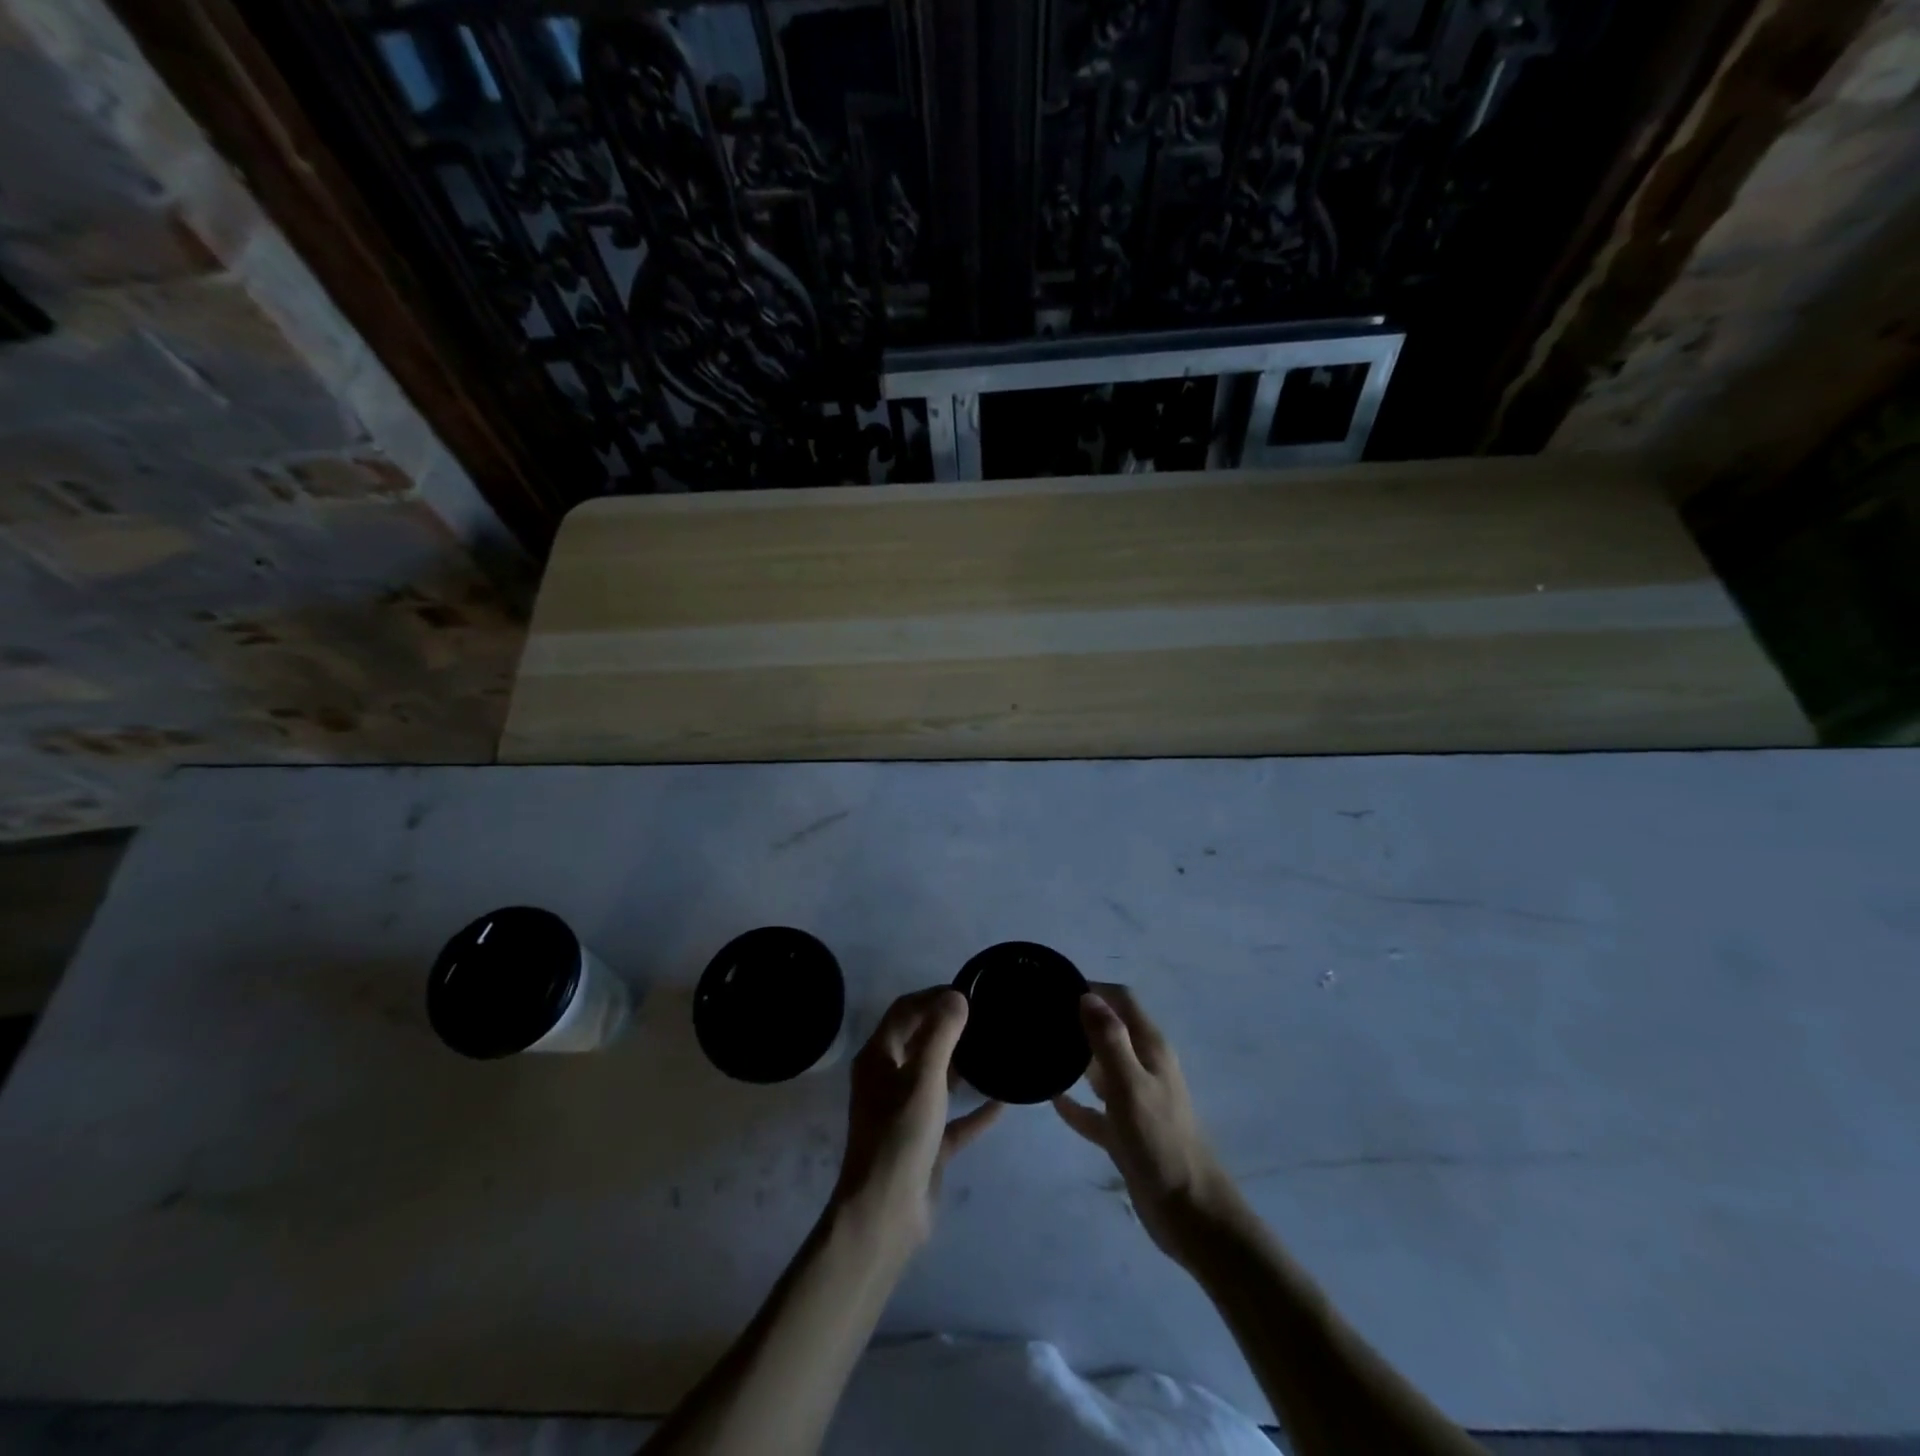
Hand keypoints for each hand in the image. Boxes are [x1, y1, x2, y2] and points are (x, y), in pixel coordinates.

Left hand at [831, 988, 1001, 1254]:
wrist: (886, 1215)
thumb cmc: (900, 1137)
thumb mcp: (924, 1079)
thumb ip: (941, 1034)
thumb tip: (957, 995)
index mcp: (878, 1058)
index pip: (905, 1011)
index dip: (933, 996)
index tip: (968, 991)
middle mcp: (888, 1080)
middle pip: (919, 1041)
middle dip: (949, 1026)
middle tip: (986, 1017)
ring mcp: (905, 1114)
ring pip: (936, 1078)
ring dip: (962, 1065)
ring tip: (995, 1049)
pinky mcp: (924, 1144)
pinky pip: (952, 1118)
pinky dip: (974, 1109)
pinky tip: (1003, 1102)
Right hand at [1054, 984, 1234, 1261]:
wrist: (1190, 1214)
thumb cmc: (1160, 1142)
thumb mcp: (1130, 1086)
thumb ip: (1109, 1040)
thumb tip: (1087, 995)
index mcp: (1151, 1049)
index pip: (1122, 1000)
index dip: (1093, 988)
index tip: (1055, 985)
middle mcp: (1144, 1067)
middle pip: (1110, 1030)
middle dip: (1079, 1019)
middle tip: (1039, 1016)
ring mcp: (1136, 1101)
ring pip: (1101, 1068)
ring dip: (1075, 1058)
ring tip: (1039, 1049)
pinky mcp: (1126, 1133)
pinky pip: (1095, 1110)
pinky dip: (1076, 1103)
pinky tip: (1051, 1099)